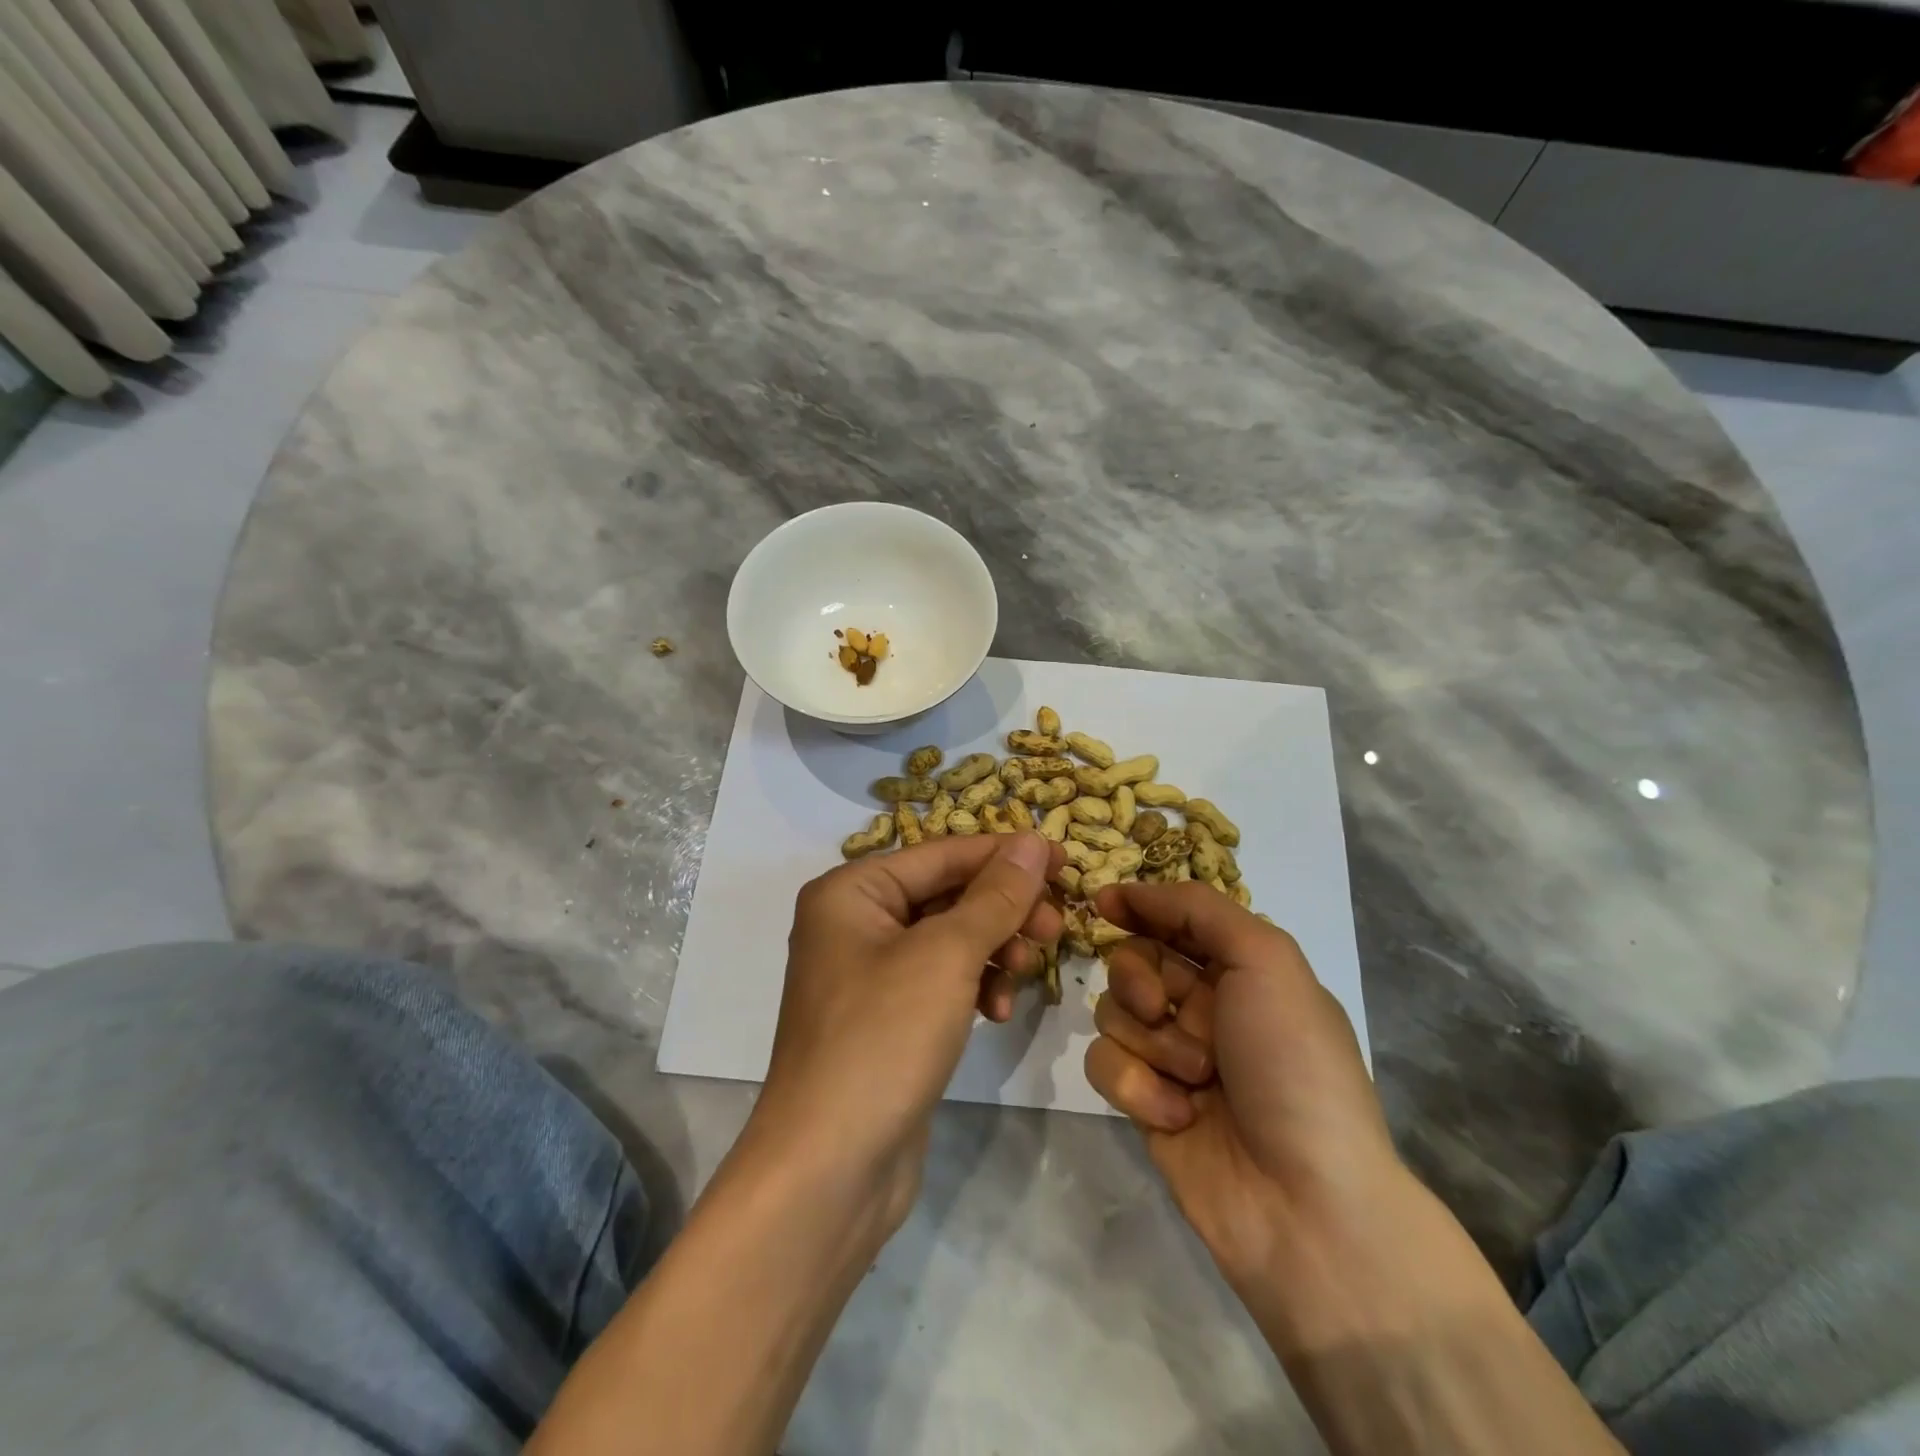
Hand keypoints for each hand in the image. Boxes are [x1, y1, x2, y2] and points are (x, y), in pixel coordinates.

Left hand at [747, 832, 1062, 1231]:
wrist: (829, 1168)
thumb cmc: (883, 1037)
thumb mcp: (947, 954)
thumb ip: (996, 895)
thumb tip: (1033, 841)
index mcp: (852, 891)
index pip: (942, 854)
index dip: (1006, 854)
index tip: (1065, 859)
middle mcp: (854, 923)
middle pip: (947, 894)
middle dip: (1004, 909)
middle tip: (1057, 928)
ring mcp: (868, 974)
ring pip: (950, 939)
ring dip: (994, 950)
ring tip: (1028, 971)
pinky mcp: (887, 1018)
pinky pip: (941, 981)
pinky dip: (974, 987)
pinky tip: (998, 1013)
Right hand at [1085, 881, 1401, 1292]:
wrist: (1306, 1202)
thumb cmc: (1293, 1065)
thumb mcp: (1267, 961)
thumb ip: (1201, 910)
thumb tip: (1134, 891)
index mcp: (1242, 971)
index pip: (1176, 920)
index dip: (1140, 905)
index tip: (1104, 902)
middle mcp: (1205, 1008)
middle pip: (1133, 961)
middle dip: (1137, 977)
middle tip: (1160, 1005)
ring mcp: (1173, 1057)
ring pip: (1113, 1013)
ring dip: (1149, 1041)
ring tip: (1194, 1077)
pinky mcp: (1146, 1102)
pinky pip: (1107, 1066)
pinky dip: (1138, 1086)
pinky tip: (1178, 1115)